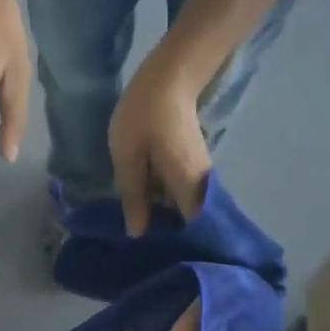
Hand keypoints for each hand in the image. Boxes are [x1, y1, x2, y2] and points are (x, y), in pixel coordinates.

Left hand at [109, 53, 211, 236]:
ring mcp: (200, 173)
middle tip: (139, 245)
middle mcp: (201, 185)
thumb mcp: (128, 157)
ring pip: (185, 207)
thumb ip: (133, 196)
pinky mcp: (193, 163)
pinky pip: (181, 192)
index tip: (155, 255)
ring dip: (165, 217)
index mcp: (188, 187)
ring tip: (138, 227)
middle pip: (190, 221)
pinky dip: (165, 201)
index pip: (192, 230)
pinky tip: (144, 203)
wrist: (171, 75)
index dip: (176, 245)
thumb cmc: (145, 115)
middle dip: (168, 234)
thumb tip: (138, 233)